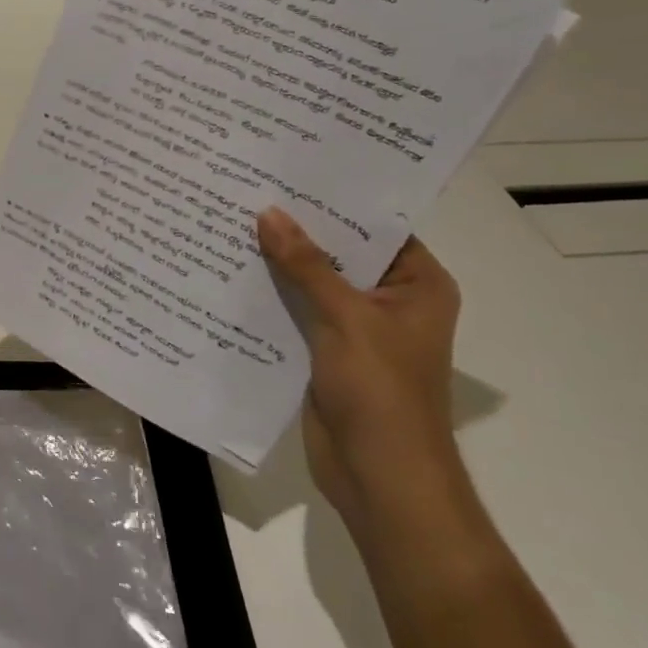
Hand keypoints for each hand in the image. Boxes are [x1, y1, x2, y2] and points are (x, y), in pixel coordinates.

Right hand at [256, 209, 465, 530]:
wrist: (380, 478)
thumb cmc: (382, 392)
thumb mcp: (346, 318)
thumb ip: (306, 265)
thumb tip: (268, 213)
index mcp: (417, 284)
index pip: (375, 225)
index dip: (335, 199)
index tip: (289, 168)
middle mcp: (388, 298)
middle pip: (339, 251)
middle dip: (297, 228)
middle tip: (249, 187)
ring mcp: (355, 326)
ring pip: (312, 281)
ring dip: (278, 261)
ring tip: (230, 218)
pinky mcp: (324, 349)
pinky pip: (295, 309)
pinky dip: (270, 293)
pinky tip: (230, 269)